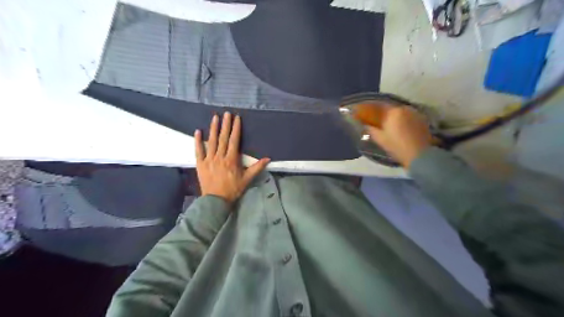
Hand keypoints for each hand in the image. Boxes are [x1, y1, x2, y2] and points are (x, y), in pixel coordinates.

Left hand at [197, 113, 270, 203]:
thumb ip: (257, 168)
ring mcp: (209, 159)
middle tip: (226, 113)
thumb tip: (268, 159)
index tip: (236, 118)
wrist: (216, 200)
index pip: (234, 140)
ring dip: (213, 128)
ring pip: (211, 141)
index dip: (236, 129)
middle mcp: (220, 156)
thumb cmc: (233, 189)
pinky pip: (198, 150)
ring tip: (215, 117)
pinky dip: (198, 141)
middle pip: (223, 138)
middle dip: (225, 124)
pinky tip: (197, 131)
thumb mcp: (247, 179)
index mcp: (231, 159)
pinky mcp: (200, 164)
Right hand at [369, 106, 432, 168]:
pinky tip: (399, 127)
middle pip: (390, 108)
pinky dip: (402, 119)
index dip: (369, 109)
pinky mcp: (422, 119)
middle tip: (376, 119)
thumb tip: (364, 124)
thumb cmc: (397, 146)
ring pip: (399, 112)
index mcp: (393, 112)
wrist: (419, 155)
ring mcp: (414, 113)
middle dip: (382, 113)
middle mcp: (404, 108)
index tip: (363, 112)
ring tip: (388, 123)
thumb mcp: (380, 138)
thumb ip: (370, 128)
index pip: (378, 106)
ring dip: (393, 116)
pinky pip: (408, 116)